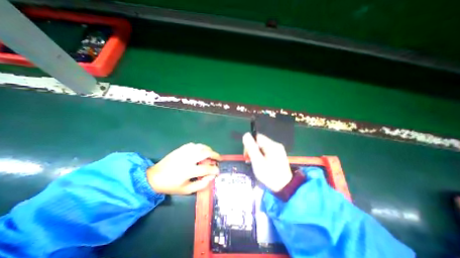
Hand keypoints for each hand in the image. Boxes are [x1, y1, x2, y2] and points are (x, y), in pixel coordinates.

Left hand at [146, 142, 219, 193]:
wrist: (154, 177)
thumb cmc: (171, 185)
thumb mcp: (186, 190)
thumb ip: (201, 185)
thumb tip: (211, 177)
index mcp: (189, 171)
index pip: (207, 168)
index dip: (215, 169)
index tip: (218, 171)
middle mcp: (188, 159)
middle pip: (206, 153)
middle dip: (215, 155)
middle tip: (219, 158)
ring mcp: (184, 152)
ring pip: (200, 146)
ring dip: (208, 149)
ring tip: (211, 153)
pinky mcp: (180, 149)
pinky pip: (193, 145)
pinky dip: (200, 147)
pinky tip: (201, 150)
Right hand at [243, 133, 292, 190]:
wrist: (284, 187)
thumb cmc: (269, 174)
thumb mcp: (258, 161)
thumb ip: (251, 147)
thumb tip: (246, 135)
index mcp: (272, 145)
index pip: (257, 137)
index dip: (250, 143)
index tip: (247, 154)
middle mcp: (276, 145)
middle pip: (259, 142)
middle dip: (252, 149)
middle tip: (249, 160)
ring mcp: (278, 150)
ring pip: (262, 147)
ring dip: (256, 153)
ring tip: (254, 163)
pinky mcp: (278, 155)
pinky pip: (266, 151)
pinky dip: (261, 156)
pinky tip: (260, 163)